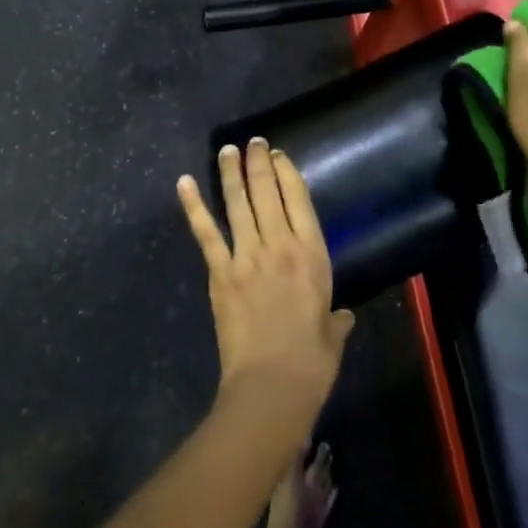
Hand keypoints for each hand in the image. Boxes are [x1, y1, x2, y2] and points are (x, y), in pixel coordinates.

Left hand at [177, 140, 355, 409]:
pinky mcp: (220, 273)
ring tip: (227, 149)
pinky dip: (193, 206)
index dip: (287, 172)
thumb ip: (336, 320)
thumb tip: (343, 317)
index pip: (299, 199)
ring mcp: (247, 256)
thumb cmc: (312, 361)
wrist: (272, 384)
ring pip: (237, 204)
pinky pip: (206, 233)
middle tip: (254, 142)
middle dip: (259, 162)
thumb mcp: (333, 335)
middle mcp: (280, 245)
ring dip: (230, 173)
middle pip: (267, 192)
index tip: (278, 155)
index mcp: (312, 254)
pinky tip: (184, 183)